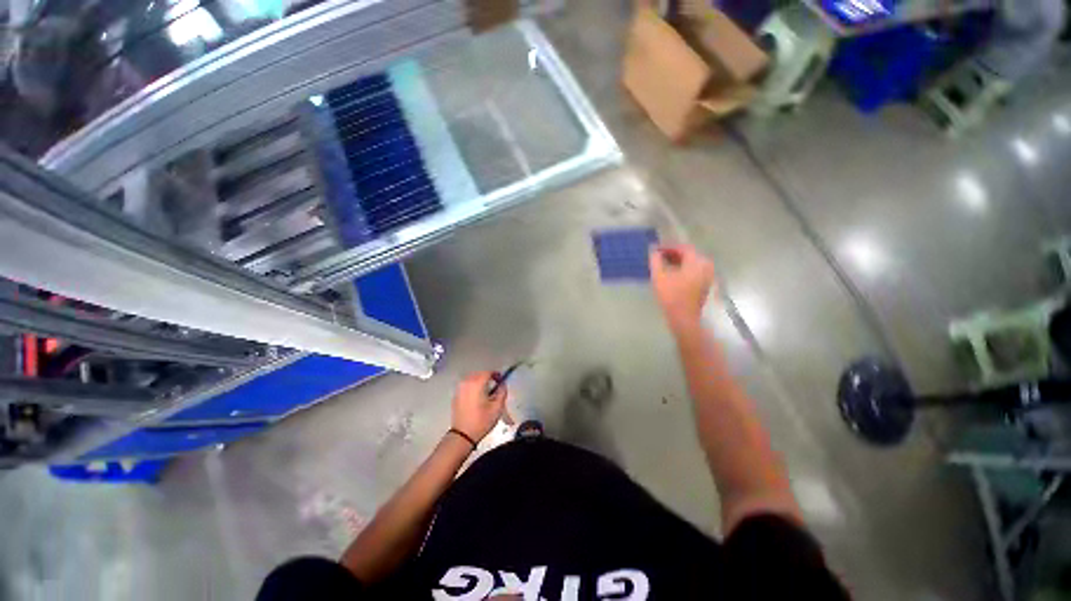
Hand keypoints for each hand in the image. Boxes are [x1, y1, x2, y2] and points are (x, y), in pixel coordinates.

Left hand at [451, 371, 508, 443]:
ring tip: (486, 391)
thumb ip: (502, 392)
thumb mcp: (497, 407)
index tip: (501, 381)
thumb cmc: (481, 421)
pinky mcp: (455, 395)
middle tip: (495, 386)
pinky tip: (477, 396)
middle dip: (488, 378)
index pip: (488, 372)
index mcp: (477, 383)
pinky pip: (466, 385)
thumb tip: (503, 384)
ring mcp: (459, 389)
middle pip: (479, 374)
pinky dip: (473, 387)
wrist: (462, 435)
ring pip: (472, 379)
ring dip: (480, 381)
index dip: (496, 375)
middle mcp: (466, 382)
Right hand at [649, 244, 715, 332]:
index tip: (656, 249)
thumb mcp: (659, 276)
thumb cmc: (671, 296)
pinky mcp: (704, 284)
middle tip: (658, 256)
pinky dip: (683, 269)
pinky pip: (694, 270)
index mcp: (697, 261)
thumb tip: (653, 250)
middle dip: (673, 254)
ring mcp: (707, 276)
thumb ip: (656, 260)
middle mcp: (705, 266)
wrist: (683, 318)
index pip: (683, 247)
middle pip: (688, 254)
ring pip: (691, 263)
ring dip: (677, 261)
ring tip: (663, 265)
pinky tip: (671, 274)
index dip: (668, 247)